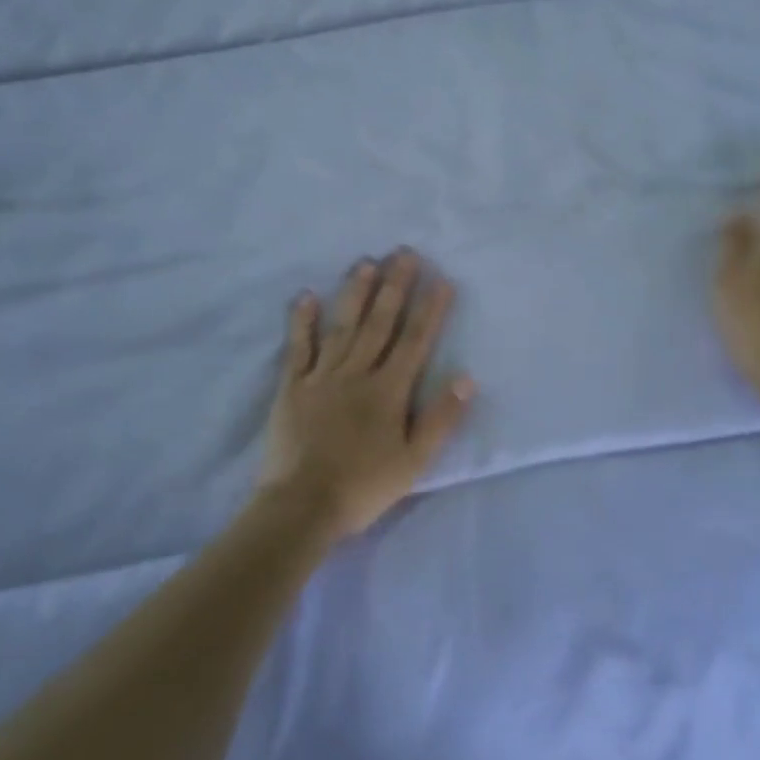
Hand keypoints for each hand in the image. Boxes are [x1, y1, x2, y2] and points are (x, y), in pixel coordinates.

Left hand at [256, 250, 474, 542]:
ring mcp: (321, 377)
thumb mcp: (415, 461)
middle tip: (404, 253)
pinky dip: (302, 321)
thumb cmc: (364, 486)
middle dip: (395, 287)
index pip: (415, 341)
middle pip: (380, 323)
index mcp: (389, 390)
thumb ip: (441, 418)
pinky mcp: (292, 387)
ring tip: (366, 262)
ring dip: (355, 293)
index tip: (442, 279)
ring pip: (342, 326)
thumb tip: (467, 377)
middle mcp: (357, 373)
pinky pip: (298, 348)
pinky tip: (305, 296)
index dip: (430, 309)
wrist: (302, 506)